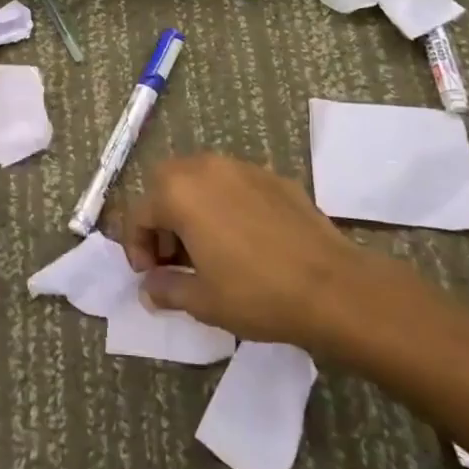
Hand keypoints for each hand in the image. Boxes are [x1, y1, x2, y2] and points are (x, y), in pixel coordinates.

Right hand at [121, 153, 420, 350]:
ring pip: (201, 178)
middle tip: (174, 257)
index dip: (136, 247)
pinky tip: (244, 240)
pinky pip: (234, 184)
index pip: (139, 213)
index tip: (150, 276)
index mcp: (179, 192)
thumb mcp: (202, 300)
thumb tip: (149, 288)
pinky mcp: (273, 177)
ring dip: (192, 206)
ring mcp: (242, 167)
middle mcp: (205, 167)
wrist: (331, 286)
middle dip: (162, 217)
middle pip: (166, 183)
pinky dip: (225, 204)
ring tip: (207, 247)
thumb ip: (166, 289)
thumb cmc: (256, 293)